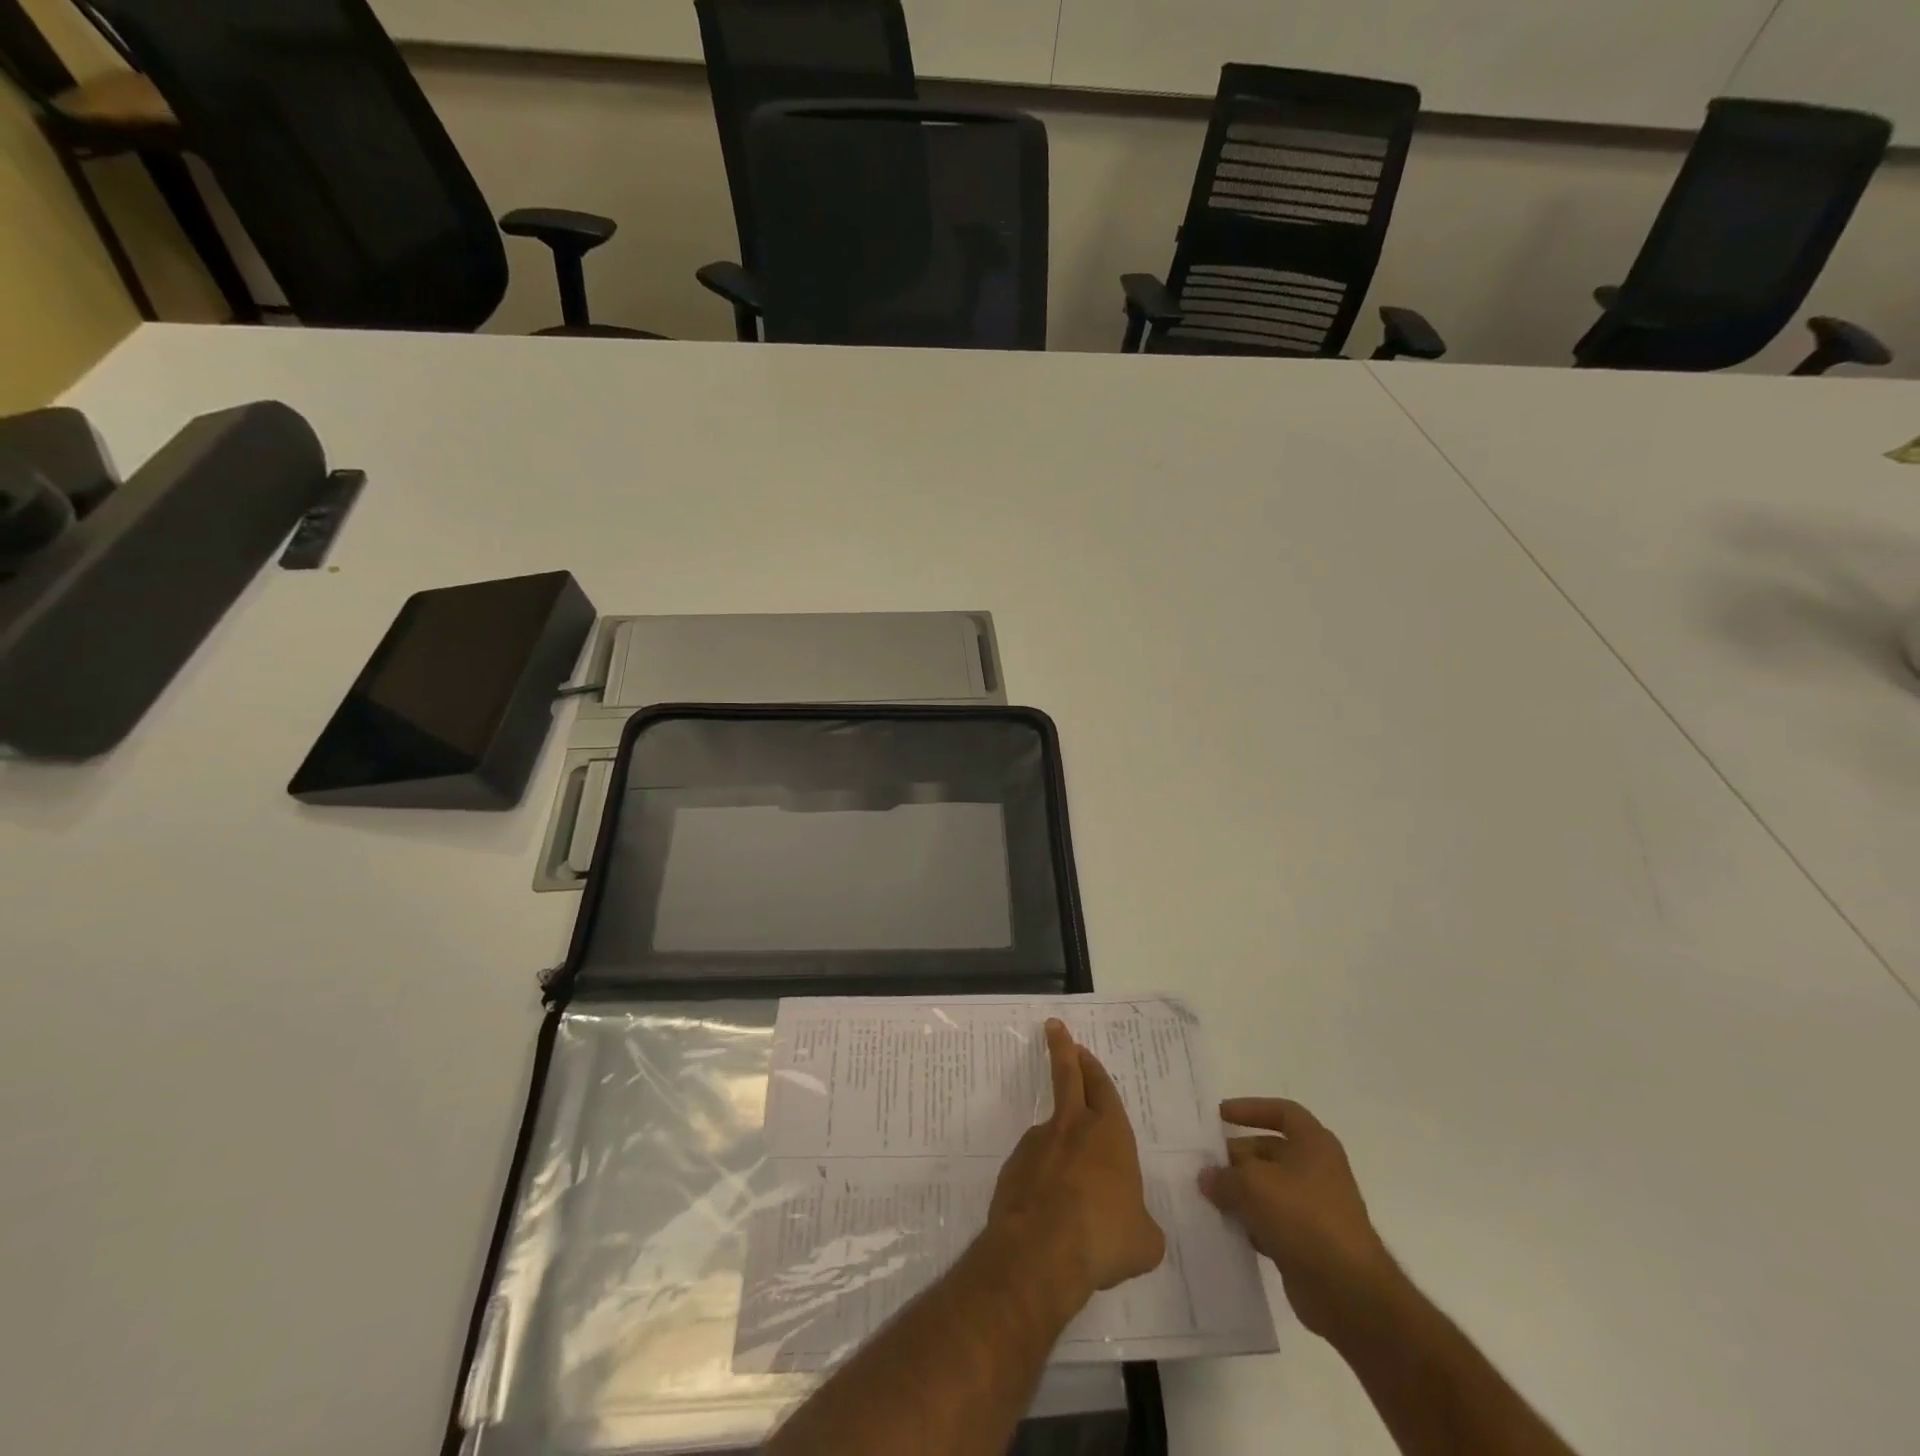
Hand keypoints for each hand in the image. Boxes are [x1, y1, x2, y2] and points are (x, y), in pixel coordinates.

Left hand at [987, 1020, 1165, 1312]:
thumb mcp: (1143, 1240)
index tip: (1081, 1049)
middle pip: (1067, 1077)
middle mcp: (1073, 1128)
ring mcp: (1038, 1144)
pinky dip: (1040, 1177)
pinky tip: (1046, 1209)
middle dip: (1063, 1051)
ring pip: (1050, 1131)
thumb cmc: (1105, 1236)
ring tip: (1068, 1186)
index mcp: (1109, 1133)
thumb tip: (1136, 1227)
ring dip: (1057, 1142)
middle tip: (1055, 1029)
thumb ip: (1141, 1224)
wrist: (1042, 1251)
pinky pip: (1032, 1166)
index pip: (1102, 1088)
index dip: (1093, 1068)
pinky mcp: (1014, 1168)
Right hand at [1200, 1098, 1401, 1341]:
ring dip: (1241, 1193)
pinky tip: (1230, 1230)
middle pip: (1270, 1151)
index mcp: (1314, 1144)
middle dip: (1237, 1157)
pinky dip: (1253, 1223)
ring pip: (1270, 1189)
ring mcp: (1316, 1208)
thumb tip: (1207, 1177)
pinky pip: (1274, 1222)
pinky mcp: (1310, 1243)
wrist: (1349, 1293)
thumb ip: (1224, 1176)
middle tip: (1206, 1166)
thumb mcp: (1253, 1185)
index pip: (1282, 1112)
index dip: (1250, 1109)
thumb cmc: (1303, 1218)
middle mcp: (1318, 1170)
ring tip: (1210, 1198)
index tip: (1221, 1116)